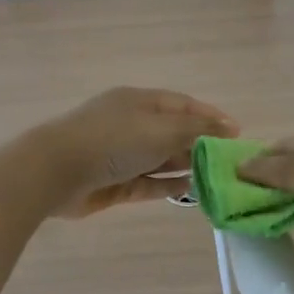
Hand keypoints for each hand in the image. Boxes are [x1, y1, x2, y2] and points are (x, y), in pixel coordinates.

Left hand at [40, 87, 236, 216]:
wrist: (56, 171)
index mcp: (139, 102)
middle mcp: (131, 125)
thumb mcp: (162, 129)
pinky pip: (148, 183)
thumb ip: (198, 129)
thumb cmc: (113, 141)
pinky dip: (168, 186)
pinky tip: (189, 191)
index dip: (211, 116)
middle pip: (173, 133)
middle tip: (228, 162)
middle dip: (200, 145)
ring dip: (186, 167)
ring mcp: (121, 155)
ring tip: (213, 178)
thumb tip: (228, 127)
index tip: (236, 133)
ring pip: (161, 159)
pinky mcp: (115, 183)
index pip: (183, 105)